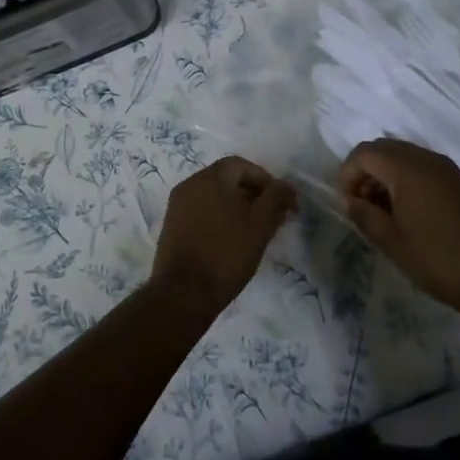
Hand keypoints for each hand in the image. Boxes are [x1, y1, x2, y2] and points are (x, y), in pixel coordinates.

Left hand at [152, 156, 296, 314]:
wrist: (183, 294)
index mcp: (208, 178)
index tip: (282, 203)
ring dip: (238, 209)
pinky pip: (202, 214)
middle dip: (253, 195)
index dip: (266, 180)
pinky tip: (232, 243)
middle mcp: (189, 185)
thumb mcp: (260, 225)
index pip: (241, 165)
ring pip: (215, 198)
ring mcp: (177, 207)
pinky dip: (220, 220)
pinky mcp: (173, 228)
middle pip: (227, 180)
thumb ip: (276, 199)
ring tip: (256, 233)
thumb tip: (286, 186)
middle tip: (272, 219)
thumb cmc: (226, 253)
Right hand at [337, 139, 459, 325]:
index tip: (348, 204)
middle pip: (383, 148)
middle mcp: (427, 158)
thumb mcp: (392, 242)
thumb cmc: (439, 261)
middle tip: (362, 205)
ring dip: (385, 175)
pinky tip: (408, 212)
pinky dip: (406, 179)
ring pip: (403, 156)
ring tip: (384, 212)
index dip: (347, 174)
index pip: (364, 153)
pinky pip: (422, 167)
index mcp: (407, 169)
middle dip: (365, 171)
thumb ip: (364, 215)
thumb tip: (348, 200)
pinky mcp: (459, 181)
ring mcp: (446, 168)